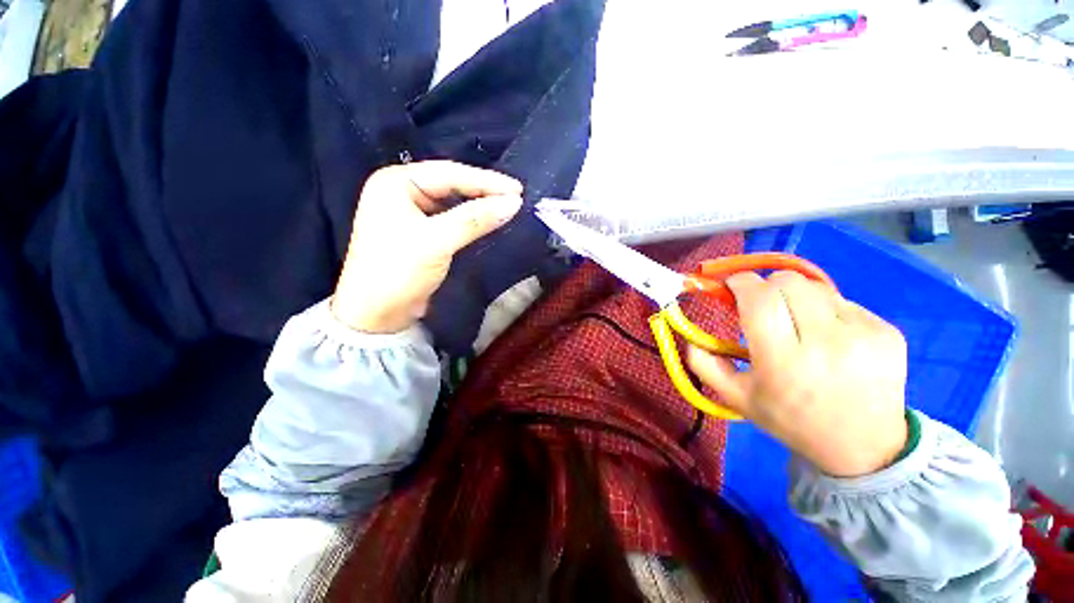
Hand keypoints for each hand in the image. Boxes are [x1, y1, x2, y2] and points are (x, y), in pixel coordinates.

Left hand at [331, 161, 522, 333]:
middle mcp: (402, 191)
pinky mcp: (422, 231)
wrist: (377, 315)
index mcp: (396, 182)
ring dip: (480, 204)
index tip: (517, 190)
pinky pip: (452, 217)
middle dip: (484, 190)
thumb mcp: (436, 242)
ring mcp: (412, 212)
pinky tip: (488, 219)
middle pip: (451, 184)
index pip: (449, 173)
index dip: (486, 181)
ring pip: (453, 201)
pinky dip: (471, 219)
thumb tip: (514, 203)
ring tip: (507, 206)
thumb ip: (475, 219)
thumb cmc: (398, 271)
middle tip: (516, 196)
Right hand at [687, 271, 908, 476]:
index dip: (740, 283)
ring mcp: (863, 335)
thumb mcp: (737, 398)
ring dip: (796, 298)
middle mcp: (825, 343)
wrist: (865, 447)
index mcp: (783, 361)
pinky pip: (844, 301)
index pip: (759, 297)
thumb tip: (690, 337)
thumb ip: (704, 365)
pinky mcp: (887, 331)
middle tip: (764, 307)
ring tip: (798, 324)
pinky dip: (826, 310)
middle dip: (767, 287)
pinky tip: (830, 337)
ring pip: (815, 287)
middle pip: (787, 282)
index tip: (733, 287)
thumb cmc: (792, 420)